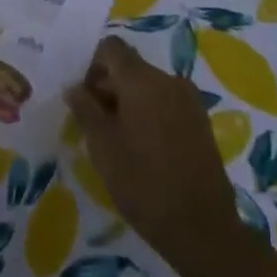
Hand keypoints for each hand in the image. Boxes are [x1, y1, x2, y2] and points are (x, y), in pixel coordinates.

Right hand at [64, 36, 243, 263]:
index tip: (83, 96)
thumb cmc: (143, 183)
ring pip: (148, 86)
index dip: (92, 65)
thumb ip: (85, 109)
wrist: (202, 228)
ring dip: (128, 101)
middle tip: (93, 122)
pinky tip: (142, 147)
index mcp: (142, 80)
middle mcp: (169, 81)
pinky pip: (166, 103)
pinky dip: (149, 113)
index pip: (111, 48)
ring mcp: (189, 102)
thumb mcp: (102, 146)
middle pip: (130, 67)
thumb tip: (74, 87)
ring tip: (116, 138)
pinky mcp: (201, 123)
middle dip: (108, 86)